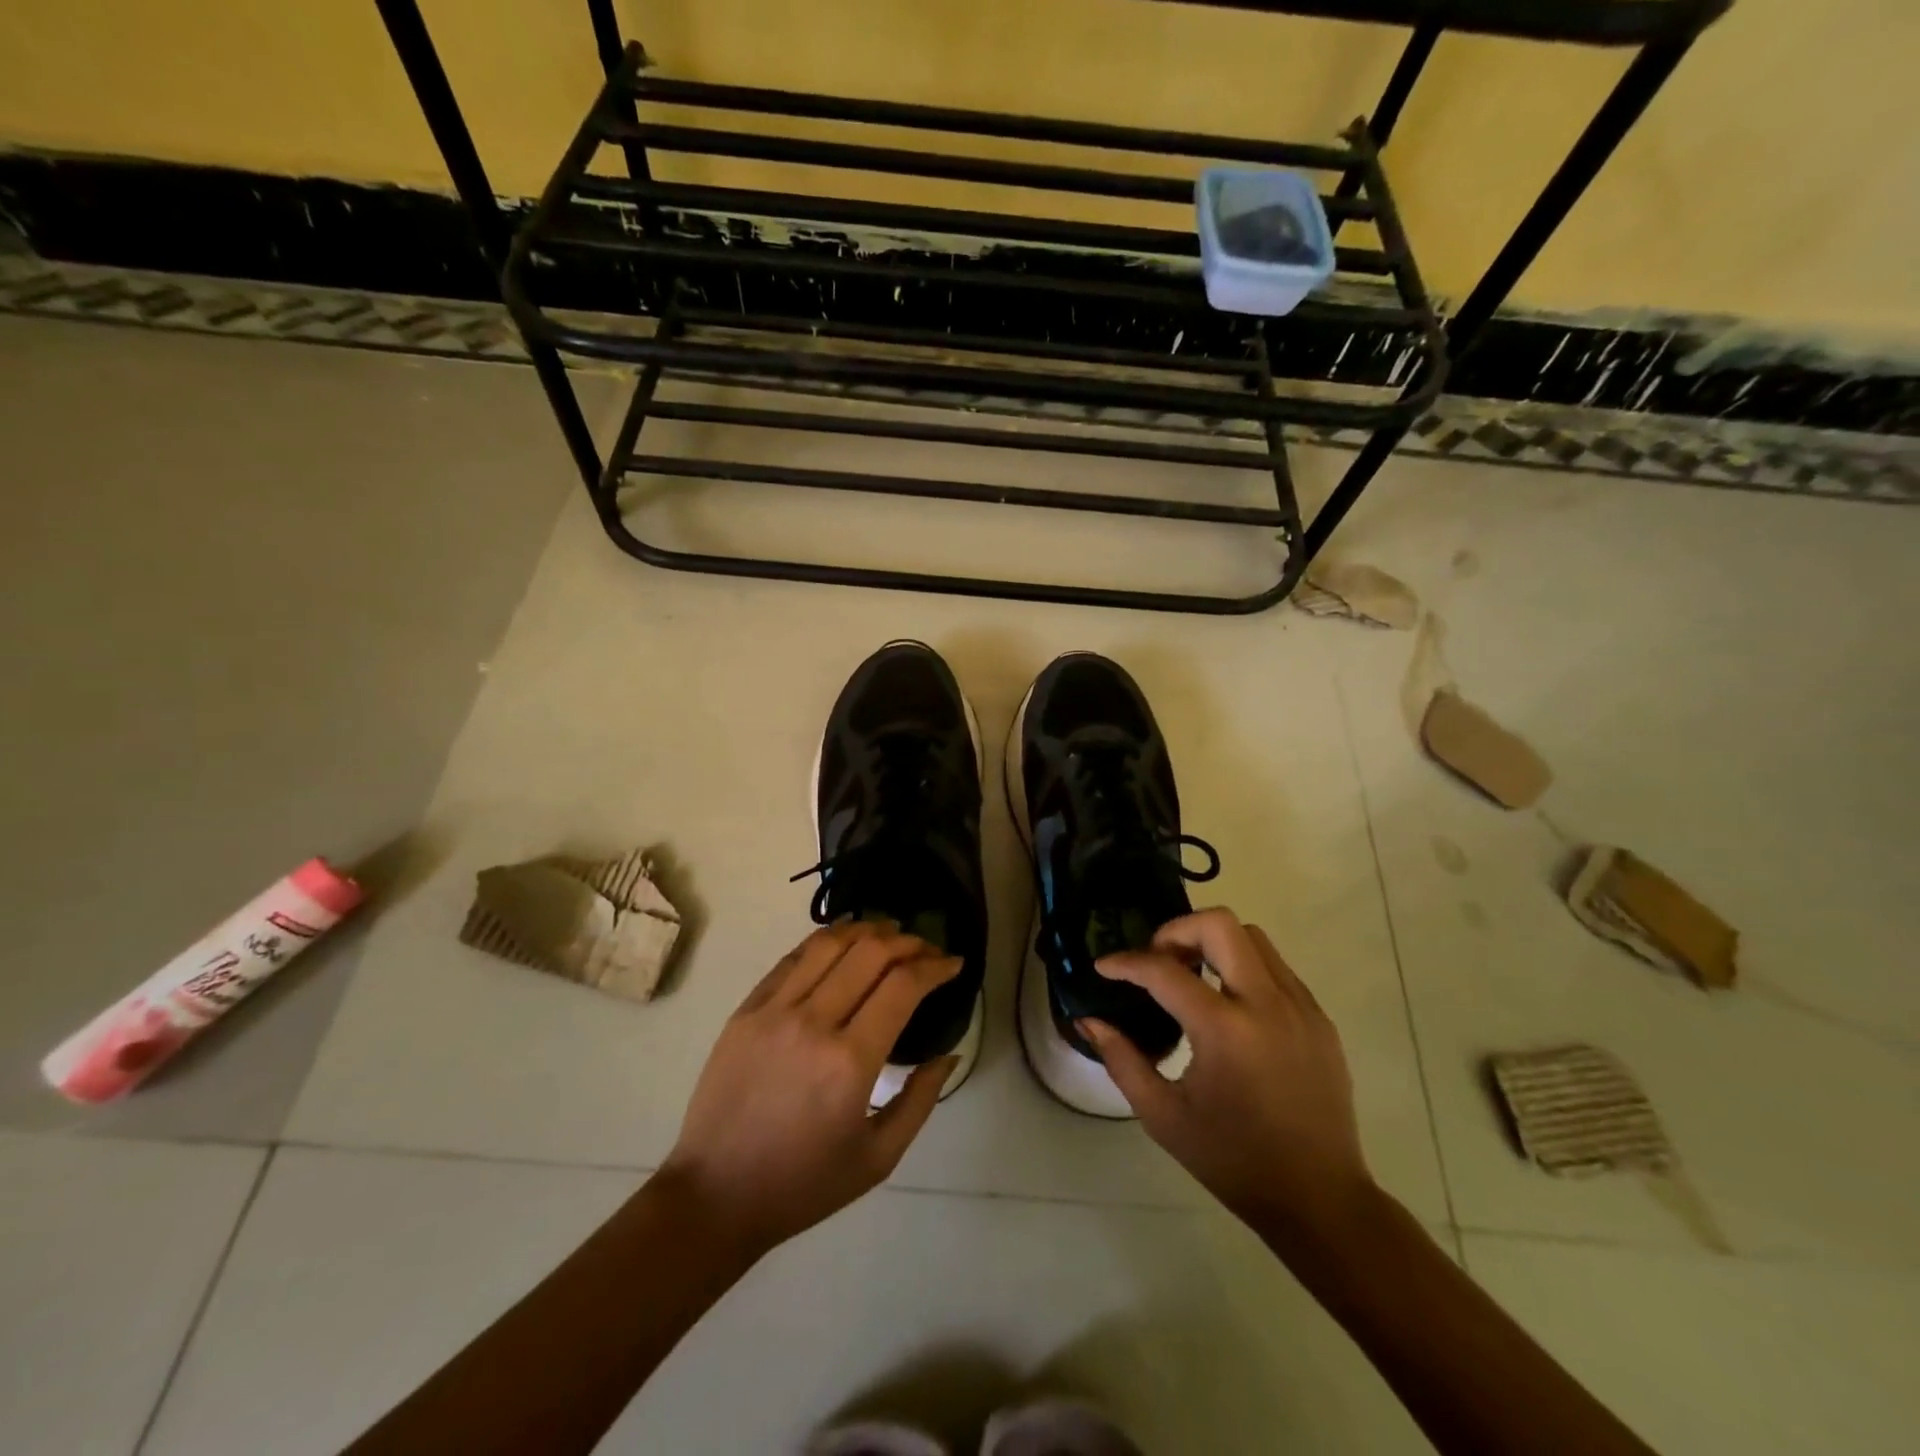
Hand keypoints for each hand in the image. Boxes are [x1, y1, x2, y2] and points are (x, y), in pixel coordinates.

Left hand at [660, 921, 960, 1256]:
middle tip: (926, 949)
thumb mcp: (878, 1158)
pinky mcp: (746, 1009)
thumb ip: (920, 1101)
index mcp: (850, 1062)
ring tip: (889, 932)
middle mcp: (813, 1022)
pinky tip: (843, 942)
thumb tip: (948, 1053)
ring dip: (867, 929)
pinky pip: (793, 959)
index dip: (935, 966)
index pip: (903, 985)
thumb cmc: (803, 1184)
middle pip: (871, 952)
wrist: (715, 1195)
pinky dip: (825, 941)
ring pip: (829, 943)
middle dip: (908, 942)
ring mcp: (774, 1010)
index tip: (953, 964)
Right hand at [1086, 908, 1373, 1241]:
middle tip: (1157, 960)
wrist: (1319, 1199)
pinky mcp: (1318, 1018)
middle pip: (1219, 924)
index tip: (1105, 967)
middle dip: (1176, 930)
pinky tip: (1228, 1003)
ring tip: (1190, 976)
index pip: (1164, 970)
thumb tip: (1090, 1021)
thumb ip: (1122, 1060)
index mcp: (1224, 1030)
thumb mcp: (1163, 1116)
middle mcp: (1266, 1004)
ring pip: (1252, 937)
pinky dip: (1243, 967)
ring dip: (1212, 942)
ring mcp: (1300, 1007)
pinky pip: (1276, 967)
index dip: (1126, 962)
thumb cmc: (1233, 1160)